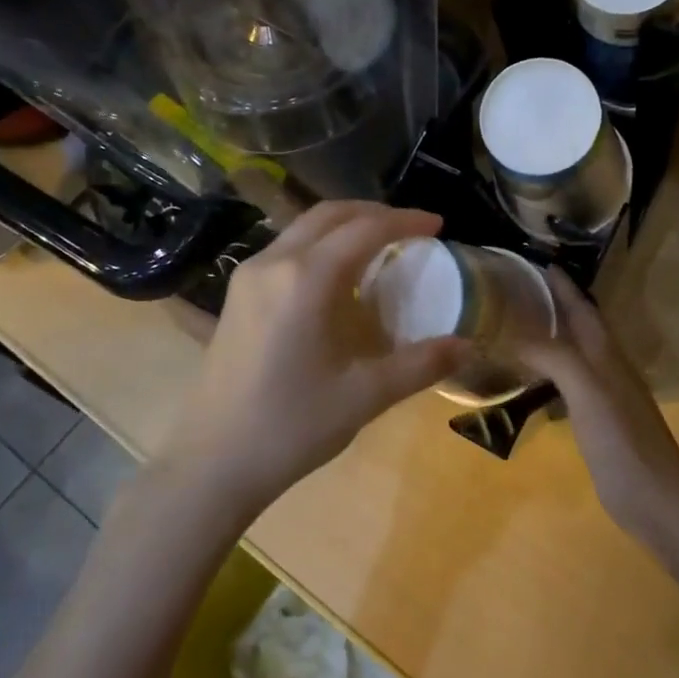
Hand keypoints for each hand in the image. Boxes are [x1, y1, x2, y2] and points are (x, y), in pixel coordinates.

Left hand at [160, 202, 473, 513]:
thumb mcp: (365, 396)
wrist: (210, 464)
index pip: (365, 229)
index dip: (405, 221)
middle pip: (330, 215)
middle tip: (411, 228)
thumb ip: (420, 364)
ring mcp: (248, 276)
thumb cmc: (290, 426)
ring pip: (304, 228)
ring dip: (345, 225)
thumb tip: (468, 346)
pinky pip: (286, 248)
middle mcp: (274, 263)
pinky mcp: (236, 295)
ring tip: (380, 245)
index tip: (438, 225)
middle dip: (374, 213)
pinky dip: (320, 244)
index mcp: (306, 279)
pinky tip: (337, 274)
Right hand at [517, 268, 678, 544]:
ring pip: (574, 353)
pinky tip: (532, 379)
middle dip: (554, 305)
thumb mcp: (586, 390)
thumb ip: (554, 356)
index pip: (581, 307)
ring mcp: (604, 394)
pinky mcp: (597, 420)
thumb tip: (513, 335)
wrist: (654, 497)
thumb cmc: (621, 439)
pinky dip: (549, 372)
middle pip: (579, 326)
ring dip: (551, 337)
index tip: (536, 262)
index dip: (562, 285)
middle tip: (517, 291)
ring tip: (517, 328)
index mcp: (605, 353)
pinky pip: (568, 383)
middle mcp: (606, 366)